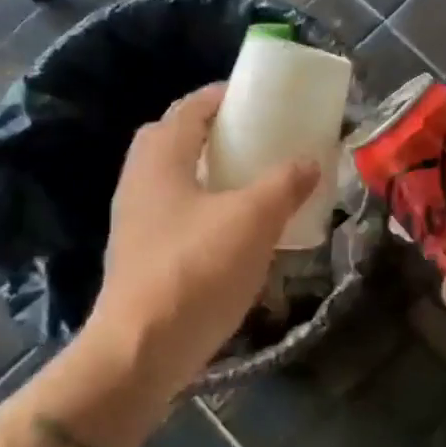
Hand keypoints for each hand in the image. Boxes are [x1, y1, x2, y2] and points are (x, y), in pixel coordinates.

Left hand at [86, 84, 318, 392]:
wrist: (142, 350)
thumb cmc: (197, 270)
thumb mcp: (253, 220)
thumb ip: (284, 184)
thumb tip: (309, 161)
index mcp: (161, 159)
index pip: (190, 108)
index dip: (224, 97)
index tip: (259, 99)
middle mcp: (140, 181)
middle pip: (176, 140)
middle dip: (215, 133)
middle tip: (255, 140)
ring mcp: (135, 221)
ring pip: (176, 180)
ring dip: (210, 173)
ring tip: (252, 183)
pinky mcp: (141, 255)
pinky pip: (176, 213)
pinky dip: (204, 208)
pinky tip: (235, 232)